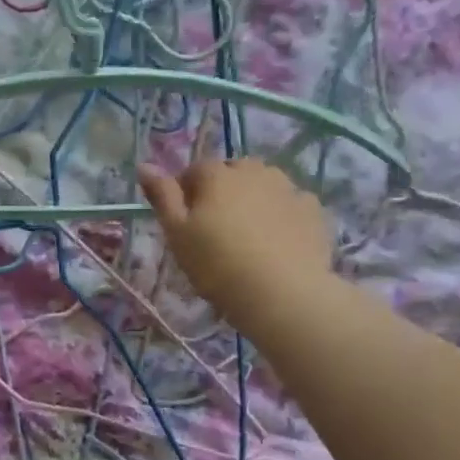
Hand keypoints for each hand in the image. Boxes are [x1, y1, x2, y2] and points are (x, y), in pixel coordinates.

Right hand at [137, 158, 335, 332]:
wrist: (282, 294)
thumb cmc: (217, 263)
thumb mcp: (176, 232)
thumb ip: (162, 196)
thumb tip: (145, 165)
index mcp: (217, 175)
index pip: (194, 170)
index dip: (185, 191)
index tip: (184, 220)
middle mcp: (255, 172)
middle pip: (232, 172)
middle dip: (221, 190)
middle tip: (215, 227)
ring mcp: (288, 189)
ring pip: (263, 184)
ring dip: (252, 198)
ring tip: (247, 233)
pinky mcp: (314, 210)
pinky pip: (290, 203)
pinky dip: (280, 213)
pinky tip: (276, 240)